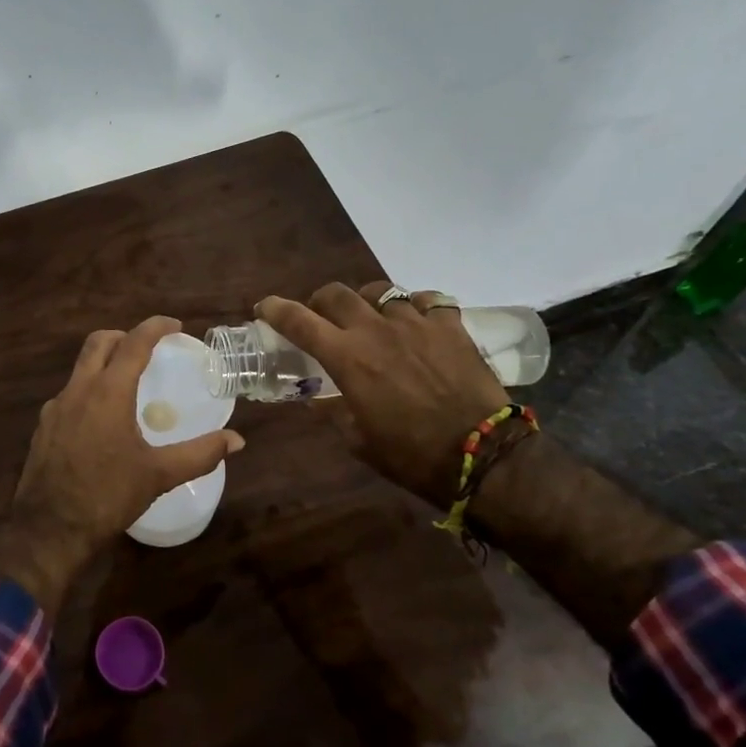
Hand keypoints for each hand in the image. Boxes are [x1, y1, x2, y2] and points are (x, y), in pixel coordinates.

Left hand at [0, 316, 244, 615]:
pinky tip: (101, 422)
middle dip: (124, 336)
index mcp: (108, 392)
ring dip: (104, 364)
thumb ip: (200, 454)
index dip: (155, 327)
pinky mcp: (43, 428)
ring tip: (127, 386)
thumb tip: (237, 441)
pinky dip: (88, 392)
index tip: (175, 326)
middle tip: (147, 349)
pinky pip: (69, 395)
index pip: (133, 343)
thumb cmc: (107, 495)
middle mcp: (78, 390)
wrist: (48, 529)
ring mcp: (55, 408)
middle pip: (98, 343)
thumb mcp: (159, 475)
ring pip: (80, 369)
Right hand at [257, 282, 508, 506]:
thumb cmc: (411, 455)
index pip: (298, 321)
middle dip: (321, 301)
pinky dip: (416, 306)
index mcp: (346, 357)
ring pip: (381, 291)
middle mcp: (375, 329)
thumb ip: (333, 411)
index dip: (275, 309)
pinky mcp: (450, 326)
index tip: (264, 308)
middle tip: (322, 316)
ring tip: (373, 317)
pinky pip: (427, 299)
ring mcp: (416, 322)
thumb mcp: (358, 440)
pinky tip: (417, 322)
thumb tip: (318, 399)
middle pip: (336, 293)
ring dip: (368, 301)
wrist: (481, 454)